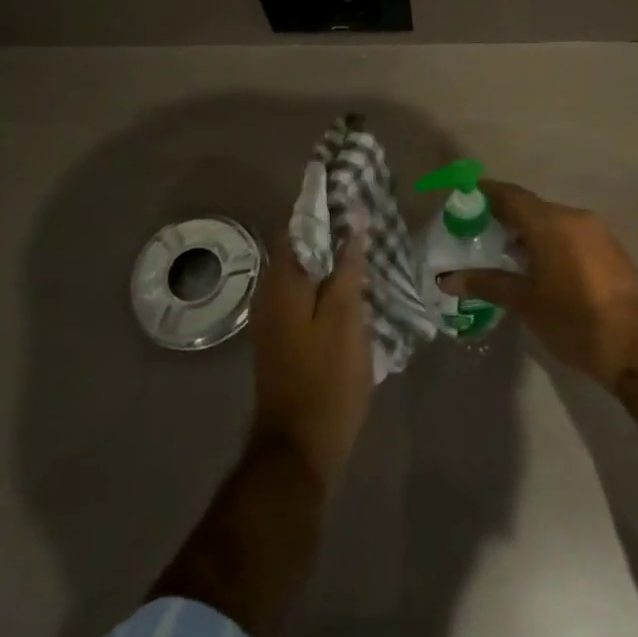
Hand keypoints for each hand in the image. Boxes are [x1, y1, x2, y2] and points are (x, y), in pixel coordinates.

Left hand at [249, 224, 371, 481]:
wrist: (299, 445)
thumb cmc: (327, 379)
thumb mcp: (347, 319)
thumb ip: (349, 267)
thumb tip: (355, 218)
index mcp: (283, 283)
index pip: (298, 225)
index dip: (323, 206)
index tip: (353, 191)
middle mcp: (269, 293)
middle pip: (298, 247)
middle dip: (330, 230)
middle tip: (368, 220)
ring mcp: (272, 318)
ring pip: (302, 272)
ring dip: (329, 258)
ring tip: (366, 248)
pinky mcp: (281, 337)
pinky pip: (302, 295)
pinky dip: (325, 283)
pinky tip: (352, 287)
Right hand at [438, 181, 637, 388]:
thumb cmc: (576, 321)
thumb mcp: (526, 303)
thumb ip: (487, 284)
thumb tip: (447, 279)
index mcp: (552, 222)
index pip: (509, 195)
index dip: (482, 194)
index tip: (458, 202)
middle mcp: (575, 217)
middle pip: (530, 207)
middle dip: (501, 217)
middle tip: (472, 235)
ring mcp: (597, 232)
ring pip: (551, 221)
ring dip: (525, 232)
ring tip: (498, 254)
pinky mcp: (610, 249)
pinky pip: (569, 234)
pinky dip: (547, 242)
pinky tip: (533, 266)